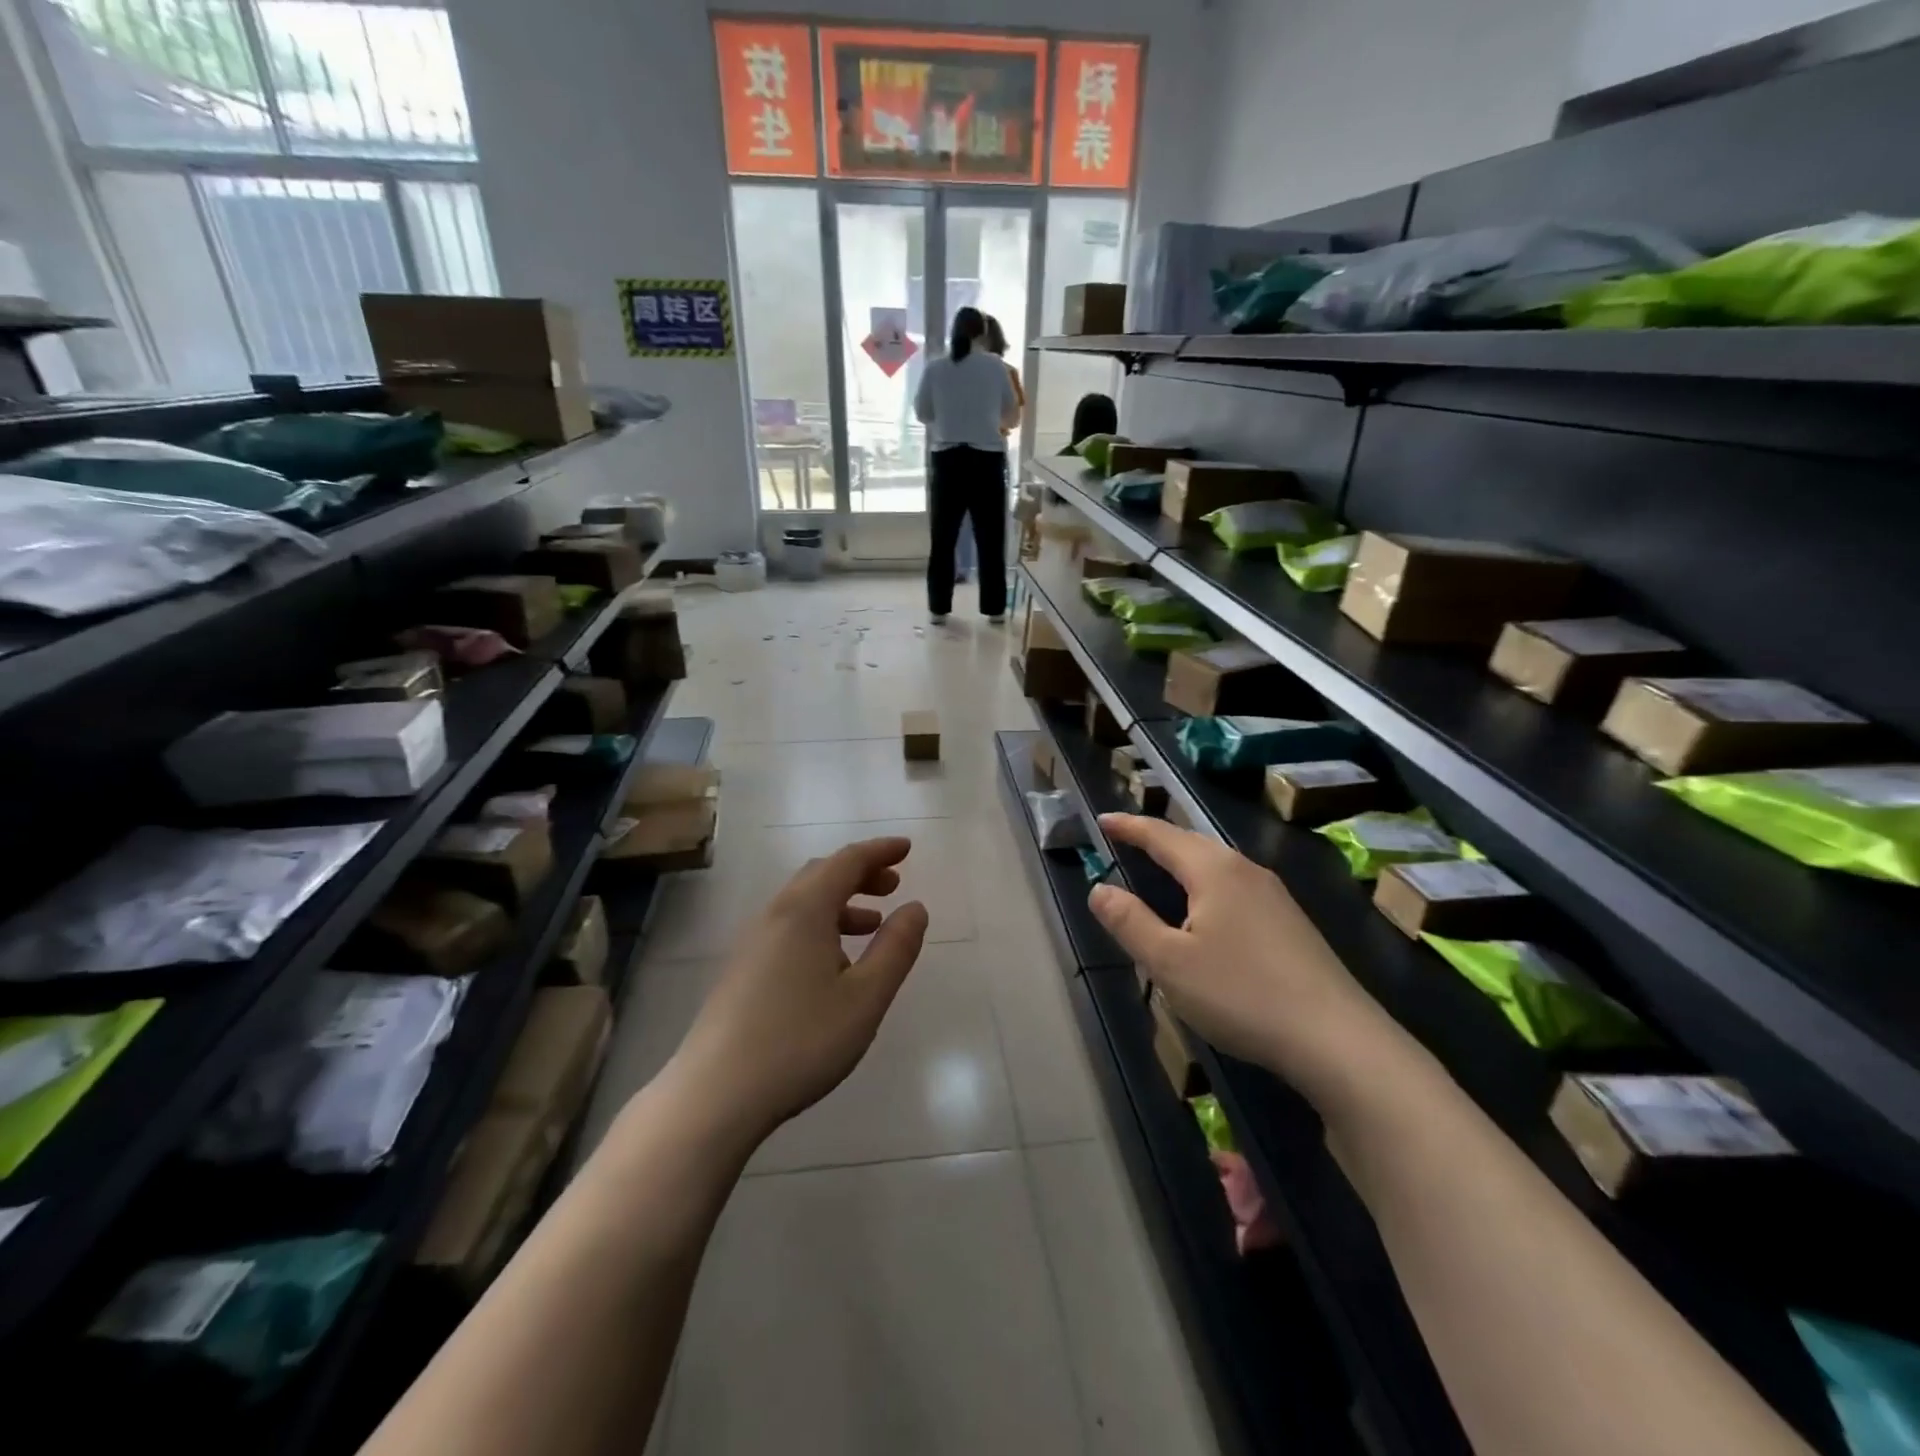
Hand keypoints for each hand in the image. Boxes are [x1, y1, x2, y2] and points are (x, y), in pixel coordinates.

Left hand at [670, 837, 929, 1143]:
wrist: (714, 1094)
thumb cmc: (800, 1041)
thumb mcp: (865, 997)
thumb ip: (896, 948)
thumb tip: (915, 907)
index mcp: (804, 910)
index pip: (847, 861)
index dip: (880, 851)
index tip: (907, 849)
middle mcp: (775, 915)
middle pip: (821, 875)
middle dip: (860, 873)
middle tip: (893, 885)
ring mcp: (752, 942)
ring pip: (802, 903)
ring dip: (840, 902)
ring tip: (871, 926)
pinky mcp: (741, 970)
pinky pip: (788, 927)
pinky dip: (819, 926)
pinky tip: (833, 965)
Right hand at [1089, 814, 1395, 1106]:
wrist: (1337, 1039)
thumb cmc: (1240, 993)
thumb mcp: (1169, 963)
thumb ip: (1129, 922)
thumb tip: (1099, 889)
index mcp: (1213, 871)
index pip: (1162, 836)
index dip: (1130, 826)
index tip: (1103, 819)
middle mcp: (1245, 871)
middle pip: (1193, 842)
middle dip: (1157, 838)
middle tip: (1128, 838)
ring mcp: (1274, 896)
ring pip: (1218, 864)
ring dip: (1184, 859)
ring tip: (1161, 867)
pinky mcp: (1290, 923)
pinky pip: (1236, 886)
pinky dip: (1207, 883)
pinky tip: (1208, 910)